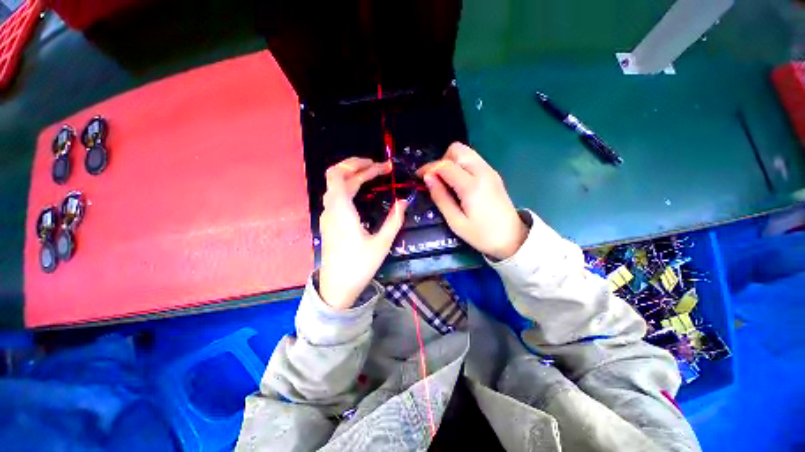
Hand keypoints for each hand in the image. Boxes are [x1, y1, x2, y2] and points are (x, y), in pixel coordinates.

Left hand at [319, 158, 407, 309]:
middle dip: (359, 168)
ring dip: (354, 177)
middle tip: (381, 169)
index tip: (379, 165)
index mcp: (341, 210)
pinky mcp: (330, 223)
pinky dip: (350, 188)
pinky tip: (363, 193)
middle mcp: (331, 209)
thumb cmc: (359, 266)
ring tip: (374, 176)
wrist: (337, 287)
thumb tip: (404, 201)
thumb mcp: (381, 243)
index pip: (339, 174)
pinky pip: (337, 197)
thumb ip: (394, 220)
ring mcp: (328, 216)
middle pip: (338, 177)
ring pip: (337, 187)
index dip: (356, 164)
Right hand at [418, 142, 527, 260]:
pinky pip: (473, 160)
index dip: (429, 168)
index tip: (418, 177)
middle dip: (441, 160)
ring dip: (451, 161)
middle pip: (457, 149)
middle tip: (435, 179)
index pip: (445, 165)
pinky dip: (461, 165)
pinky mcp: (493, 174)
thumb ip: (441, 198)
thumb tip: (427, 178)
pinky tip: (458, 183)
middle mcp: (482, 172)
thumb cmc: (482, 235)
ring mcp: (490, 171)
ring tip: (445, 181)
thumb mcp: (456, 222)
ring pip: (466, 152)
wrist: (513, 239)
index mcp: (472, 186)